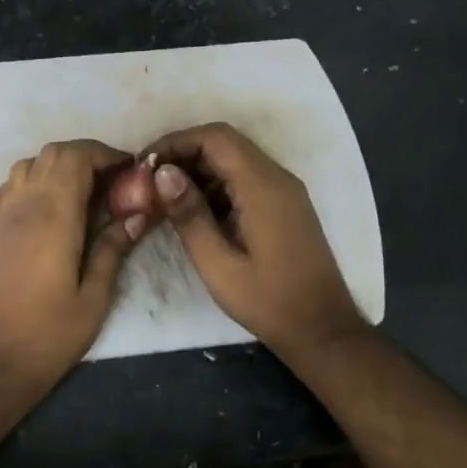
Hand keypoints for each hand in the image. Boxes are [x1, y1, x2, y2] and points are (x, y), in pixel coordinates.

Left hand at [0, 140, 148, 391]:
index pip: (76, 156)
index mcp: (54, 215)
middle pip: (52, 153)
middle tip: (110, 182)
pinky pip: (6, 188)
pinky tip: (42, 211)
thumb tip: (136, 214)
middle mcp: (22, 204)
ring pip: (27, 165)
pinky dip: (29, 184)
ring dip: (56, 167)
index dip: (104, 154)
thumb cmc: (50, 334)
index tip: (127, 170)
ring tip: (79, 194)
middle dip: (84, 156)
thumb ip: (114, 248)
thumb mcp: (95, 297)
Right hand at [142, 123, 365, 356]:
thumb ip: (190, 215)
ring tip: (164, 196)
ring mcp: (284, 191)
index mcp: (263, 187)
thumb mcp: (218, 264)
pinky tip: (193, 210)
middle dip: (183, 153)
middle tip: (148, 180)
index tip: (144, 163)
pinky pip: (245, 178)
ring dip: (198, 169)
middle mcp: (277, 178)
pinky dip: (215, 183)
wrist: (321, 329)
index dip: (176, 141)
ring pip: (234, 159)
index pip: (215, 138)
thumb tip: (162, 173)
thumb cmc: (267, 301)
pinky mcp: (284, 205)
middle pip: (225, 143)